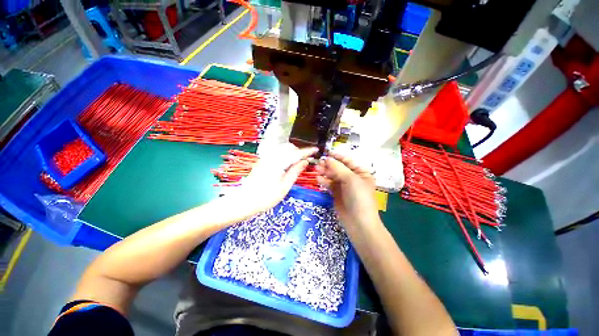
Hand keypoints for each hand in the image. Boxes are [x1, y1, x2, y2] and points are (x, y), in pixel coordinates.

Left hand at [224, 143, 317, 219]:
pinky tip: (287, 165)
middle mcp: (271, 156)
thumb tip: (305, 161)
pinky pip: (277, 154)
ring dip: (292, 153)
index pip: (296, 153)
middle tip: (306, 160)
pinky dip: (285, 156)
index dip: (307, 151)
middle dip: (299, 151)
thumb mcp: (284, 186)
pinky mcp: (262, 161)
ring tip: (298, 163)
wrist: (244, 201)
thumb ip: (295, 171)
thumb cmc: (266, 197)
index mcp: (278, 162)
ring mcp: (265, 158)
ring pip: (282, 150)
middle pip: (289, 148)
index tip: (316, 149)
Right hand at [316, 152, 378, 226]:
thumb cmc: (358, 197)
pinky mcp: (337, 193)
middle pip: (339, 167)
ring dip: (325, 172)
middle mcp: (353, 177)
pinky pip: (329, 184)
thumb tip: (327, 159)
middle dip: (329, 165)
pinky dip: (324, 181)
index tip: (326, 153)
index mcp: (361, 172)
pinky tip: (318, 178)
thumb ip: (338, 168)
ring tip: (316, 169)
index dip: (337, 156)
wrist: (358, 222)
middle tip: (319, 163)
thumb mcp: (350, 179)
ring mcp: (344, 186)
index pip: (348, 160)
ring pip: (333, 175)